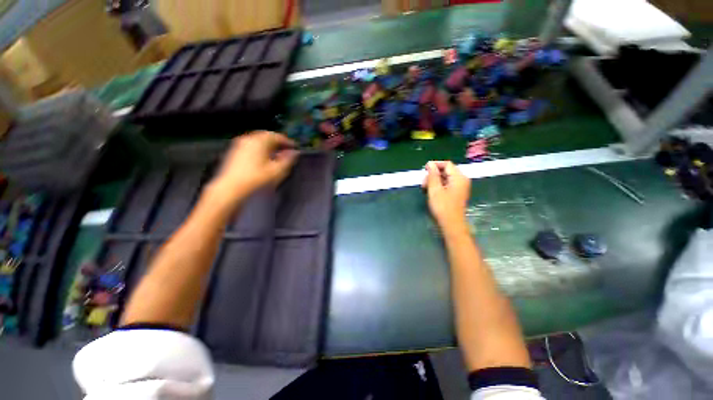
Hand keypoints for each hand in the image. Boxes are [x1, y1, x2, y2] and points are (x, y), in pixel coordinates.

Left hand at [211, 131, 297, 202]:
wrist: (231, 188)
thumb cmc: (257, 179)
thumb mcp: (277, 170)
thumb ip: (288, 160)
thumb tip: (294, 153)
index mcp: (260, 141)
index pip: (277, 136)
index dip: (288, 142)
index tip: (295, 148)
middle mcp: (249, 139)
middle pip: (267, 136)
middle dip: (278, 142)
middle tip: (286, 150)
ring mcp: (240, 144)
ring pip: (258, 140)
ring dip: (269, 145)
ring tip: (277, 154)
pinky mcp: (235, 152)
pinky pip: (252, 145)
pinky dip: (261, 148)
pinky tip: (264, 158)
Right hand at [422, 161, 470, 229]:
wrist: (451, 224)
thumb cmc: (443, 206)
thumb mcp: (435, 189)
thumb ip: (432, 175)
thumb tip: (430, 164)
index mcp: (459, 177)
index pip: (447, 164)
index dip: (435, 165)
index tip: (424, 170)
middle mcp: (461, 180)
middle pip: (446, 171)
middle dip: (433, 175)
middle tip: (423, 184)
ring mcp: (460, 188)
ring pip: (445, 178)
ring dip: (434, 181)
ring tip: (425, 189)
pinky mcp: (456, 194)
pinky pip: (446, 185)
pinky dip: (438, 186)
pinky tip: (431, 192)